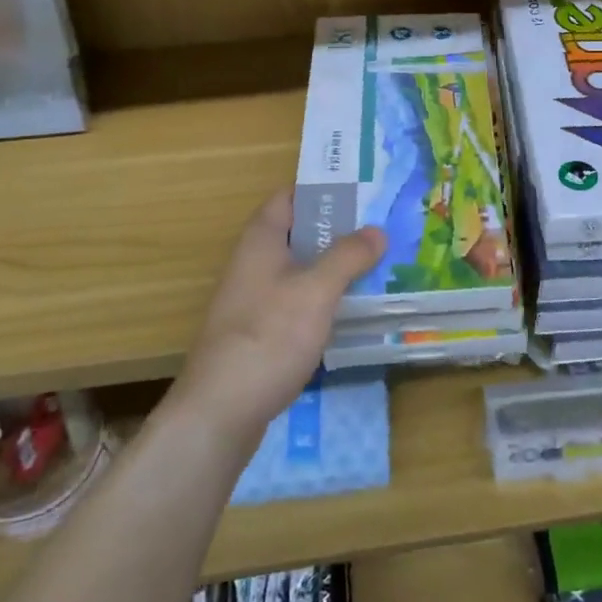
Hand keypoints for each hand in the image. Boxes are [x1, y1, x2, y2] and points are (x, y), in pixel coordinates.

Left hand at [171, 190, 385, 447]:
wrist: (220, 411)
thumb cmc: (269, 337)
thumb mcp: (316, 290)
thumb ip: (348, 256)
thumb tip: (377, 230)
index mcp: (260, 241)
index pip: (289, 197)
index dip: (322, 191)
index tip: (362, 192)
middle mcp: (252, 264)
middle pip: (297, 233)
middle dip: (336, 230)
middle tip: (380, 229)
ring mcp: (253, 300)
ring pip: (299, 270)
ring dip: (332, 266)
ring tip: (376, 265)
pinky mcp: (259, 332)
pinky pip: (296, 301)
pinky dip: (322, 298)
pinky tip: (349, 310)